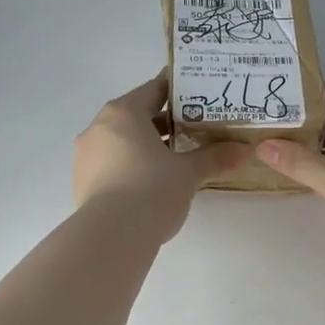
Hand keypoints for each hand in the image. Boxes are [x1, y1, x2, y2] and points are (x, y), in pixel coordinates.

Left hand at [73, 73, 246, 239]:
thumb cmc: (152, 190)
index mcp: (123, 113)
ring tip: (174, 159)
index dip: (179, 90)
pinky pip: (111, 164)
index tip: (198, 94)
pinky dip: (130, 166)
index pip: (154, 89)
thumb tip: (243, 150)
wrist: (112, 235)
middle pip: (136, 116)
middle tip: (193, 129)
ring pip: (121, 141)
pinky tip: (150, 183)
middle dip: (164, 122)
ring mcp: (86, 156)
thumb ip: (214, 157)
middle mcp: (98, 127)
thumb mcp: (188, 173)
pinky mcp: (82, 182)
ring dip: (145, 146)